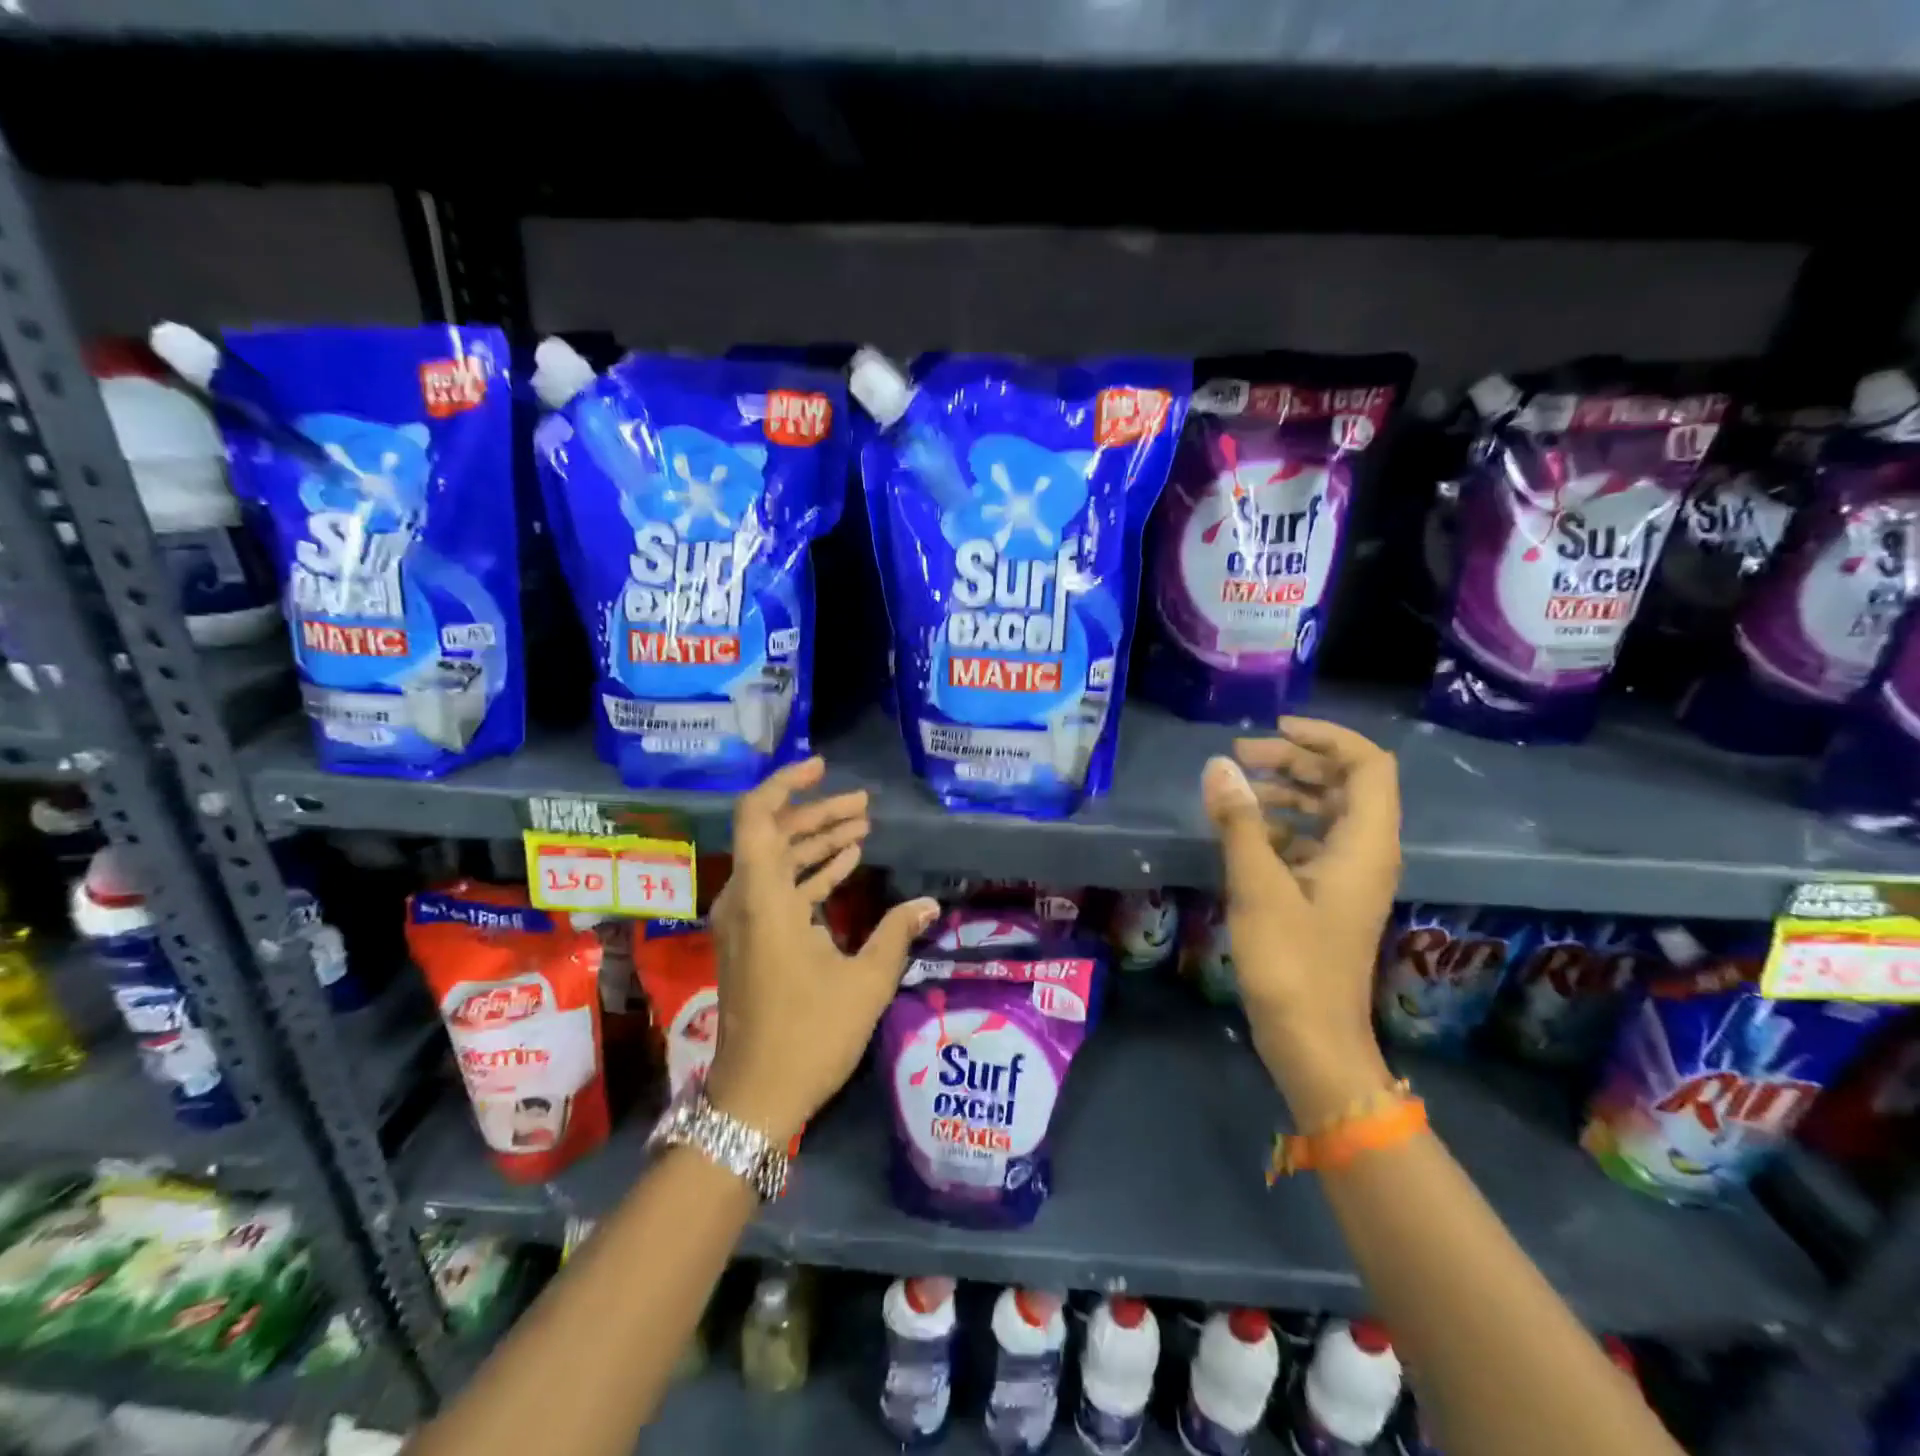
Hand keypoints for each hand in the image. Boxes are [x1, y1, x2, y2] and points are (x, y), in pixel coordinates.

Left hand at [706, 757, 938, 1142]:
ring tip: (862, 828)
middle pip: (774, 835)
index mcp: (763, 899)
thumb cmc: (810, 1035)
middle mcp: (744, 900)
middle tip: (863, 805)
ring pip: (775, 862)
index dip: (786, 784)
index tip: (823, 769)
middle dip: (817, 815)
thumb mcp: (865, 981)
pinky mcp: (750, 941)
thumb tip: (928, 904)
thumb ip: (896, 932)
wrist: (755, 1098)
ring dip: (816, 843)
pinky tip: (845, 866)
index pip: (758, 817)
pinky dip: (808, 873)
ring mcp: (743, 922)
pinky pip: (776, 890)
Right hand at [1202, 718, 1401, 1115]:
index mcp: (1365, 844)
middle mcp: (1366, 853)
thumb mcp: (1258, 884)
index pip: (1367, 765)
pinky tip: (1242, 833)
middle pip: (1344, 784)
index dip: (1326, 738)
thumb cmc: (1291, 961)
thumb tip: (1218, 766)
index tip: (1275, 730)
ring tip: (1237, 789)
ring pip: (1325, 814)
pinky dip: (1279, 827)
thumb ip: (1239, 821)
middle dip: (1295, 761)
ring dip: (1285, 792)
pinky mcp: (1327, 898)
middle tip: (1240, 757)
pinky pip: (1310, 844)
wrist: (1312, 1040)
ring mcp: (1348, 877)